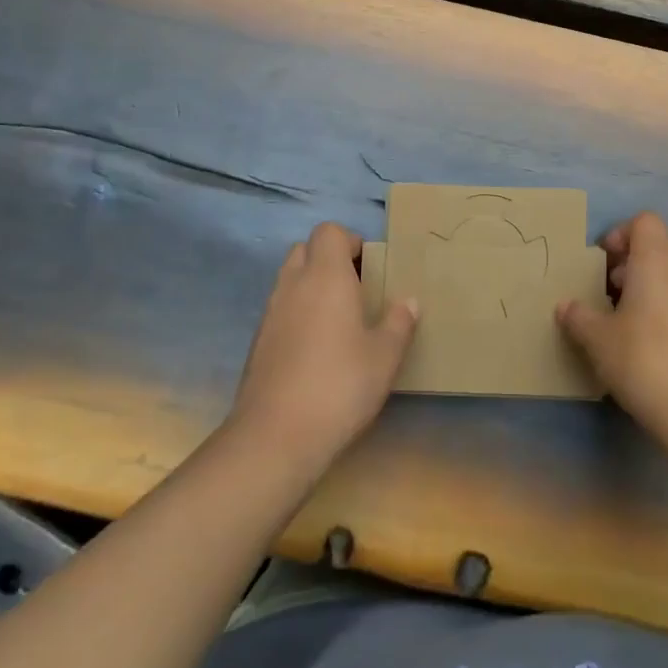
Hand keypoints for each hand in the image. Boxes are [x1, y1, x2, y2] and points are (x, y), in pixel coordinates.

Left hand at [230, 222, 418, 475]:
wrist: (275, 436)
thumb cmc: (340, 385)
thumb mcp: (385, 356)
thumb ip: (399, 323)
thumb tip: (409, 301)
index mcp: (326, 276)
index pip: (329, 232)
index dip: (350, 241)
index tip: (370, 268)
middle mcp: (293, 285)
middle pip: (305, 250)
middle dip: (329, 260)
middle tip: (356, 290)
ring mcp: (270, 313)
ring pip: (290, 280)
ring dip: (312, 287)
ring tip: (340, 321)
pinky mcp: (258, 342)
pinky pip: (280, 309)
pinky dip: (298, 314)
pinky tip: (317, 350)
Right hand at [556, 212, 667, 448]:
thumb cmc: (644, 361)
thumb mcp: (598, 340)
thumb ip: (579, 317)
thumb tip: (565, 306)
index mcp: (656, 261)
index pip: (645, 221)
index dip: (621, 234)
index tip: (602, 262)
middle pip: (662, 245)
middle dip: (636, 260)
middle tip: (612, 288)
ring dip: (653, 285)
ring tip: (629, 318)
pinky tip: (653, 343)